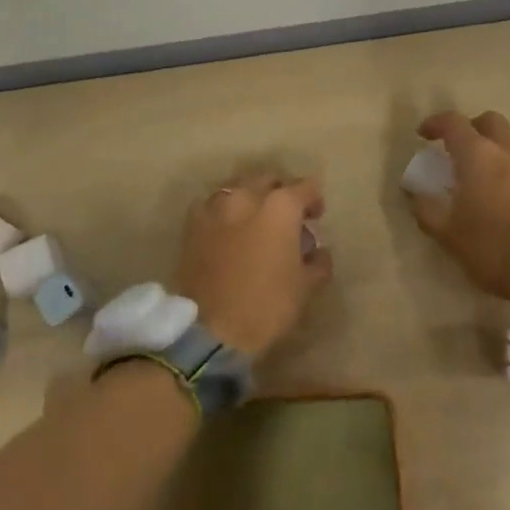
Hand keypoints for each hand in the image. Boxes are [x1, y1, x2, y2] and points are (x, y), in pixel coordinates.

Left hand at [170, 170, 332, 356]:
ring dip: (251, 197)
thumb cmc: (266, 305)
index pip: (305, 187)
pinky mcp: (192, 223)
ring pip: (239, 188)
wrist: (210, 329)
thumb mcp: (305, 287)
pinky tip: (229, 229)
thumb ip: (317, 262)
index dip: (314, 200)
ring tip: (255, 221)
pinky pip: (214, 205)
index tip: (316, 217)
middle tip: (287, 216)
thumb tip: (317, 251)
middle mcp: (247, 195)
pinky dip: (225, 211)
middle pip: (269, 179)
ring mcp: (216, 206)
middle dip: (281, 192)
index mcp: (281, 206)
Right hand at [405, 110, 509, 304]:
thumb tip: (416, 193)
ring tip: (488, 170)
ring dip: (497, 145)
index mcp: (478, 155)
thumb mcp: (448, 235)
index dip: (435, 123)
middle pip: (490, 121)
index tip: (424, 134)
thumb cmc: (494, 248)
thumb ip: (427, 209)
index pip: (453, 122)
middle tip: (459, 149)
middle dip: (471, 128)